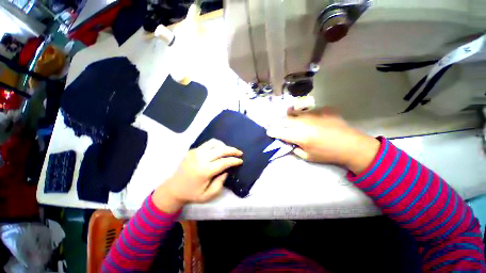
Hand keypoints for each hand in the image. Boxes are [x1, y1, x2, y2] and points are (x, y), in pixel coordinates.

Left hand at [153, 139, 242, 212]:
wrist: (173, 188)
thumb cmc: (192, 194)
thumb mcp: (208, 195)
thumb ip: (220, 183)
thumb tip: (227, 170)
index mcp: (204, 171)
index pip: (224, 162)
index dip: (234, 160)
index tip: (240, 160)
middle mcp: (200, 158)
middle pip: (221, 150)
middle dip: (232, 150)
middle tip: (239, 152)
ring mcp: (196, 152)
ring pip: (214, 143)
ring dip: (224, 146)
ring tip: (229, 151)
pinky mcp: (193, 150)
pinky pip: (208, 144)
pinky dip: (216, 145)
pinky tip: (219, 150)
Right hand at [266, 108, 379, 173]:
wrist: (351, 145)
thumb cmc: (327, 154)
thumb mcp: (308, 157)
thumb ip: (295, 149)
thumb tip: (290, 143)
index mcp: (299, 136)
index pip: (280, 132)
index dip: (272, 132)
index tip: (268, 131)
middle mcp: (303, 123)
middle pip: (285, 120)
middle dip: (277, 121)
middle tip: (273, 121)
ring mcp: (313, 115)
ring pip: (295, 112)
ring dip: (289, 115)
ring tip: (286, 114)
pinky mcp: (322, 110)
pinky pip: (309, 111)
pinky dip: (305, 114)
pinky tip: (308, 116)